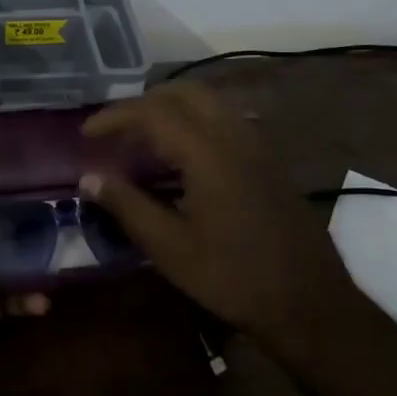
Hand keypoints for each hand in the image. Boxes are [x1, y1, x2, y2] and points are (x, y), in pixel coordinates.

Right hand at [81, 82, 348, 350]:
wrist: (309, 302)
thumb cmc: (233, 277)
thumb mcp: (171, 248)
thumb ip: (127, 206)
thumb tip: (89, 178)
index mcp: (207, 151)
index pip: (152, 112)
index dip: (115, 116)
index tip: (87, 133)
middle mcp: (233, 133)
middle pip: (182, 93)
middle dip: (143, 103)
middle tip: (116, 130)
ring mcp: (256, 142)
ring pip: (207, 101)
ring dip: (170, 108)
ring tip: (143, 139)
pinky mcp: (267, 157)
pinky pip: (224, 118)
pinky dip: (194, 120)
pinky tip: (182, 155)